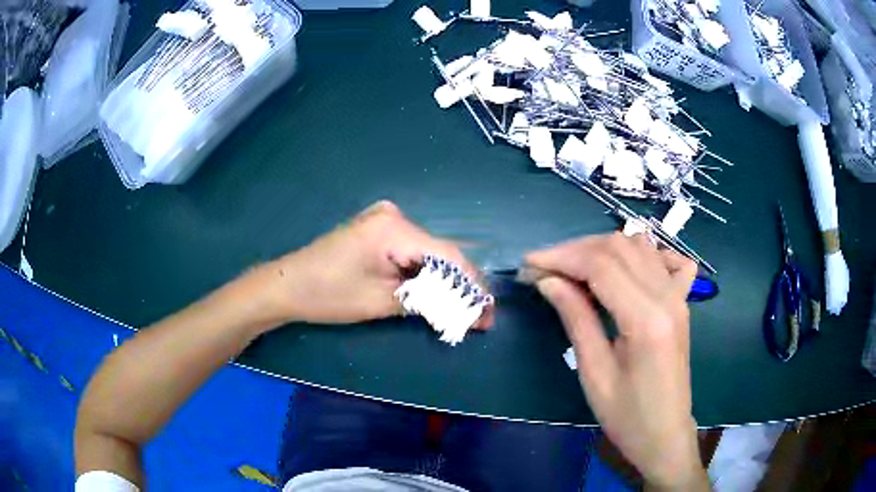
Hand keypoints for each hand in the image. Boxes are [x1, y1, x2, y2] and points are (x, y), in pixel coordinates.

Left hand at [258, 200, 492, 326]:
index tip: (488, 314)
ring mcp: (385, 221)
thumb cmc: (328, 295)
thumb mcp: (381, 302)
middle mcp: (394, 216)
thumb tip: (468, 310)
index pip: (447, 256)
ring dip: (445, 283)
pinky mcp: (379, 231)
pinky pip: (412, 252)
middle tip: (480, 317)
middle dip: (461, 287)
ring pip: (429, 254)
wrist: (287, 285)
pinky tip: (438, 295)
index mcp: (394, 228)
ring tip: (464, 311)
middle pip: (441, 253)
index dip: (472, 286)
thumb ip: (428, 301)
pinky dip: (425, 275)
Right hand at [526, 233, 706, 489]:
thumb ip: (575, 318)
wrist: (664, 435)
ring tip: (574, 268)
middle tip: (545, 268)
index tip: (529, 264)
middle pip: (620, 247)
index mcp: (646, 319)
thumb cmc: (626, 416)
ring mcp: (679, 297)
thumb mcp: (594, 373)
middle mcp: (667, 297)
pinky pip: (669, 261)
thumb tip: (548, 280)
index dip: (561, 257)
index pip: (601, 265)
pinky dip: (644, 253)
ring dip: (603, 249)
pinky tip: (626, 268)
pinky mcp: (682, 303)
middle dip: (576, 250)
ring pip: (640, 246)